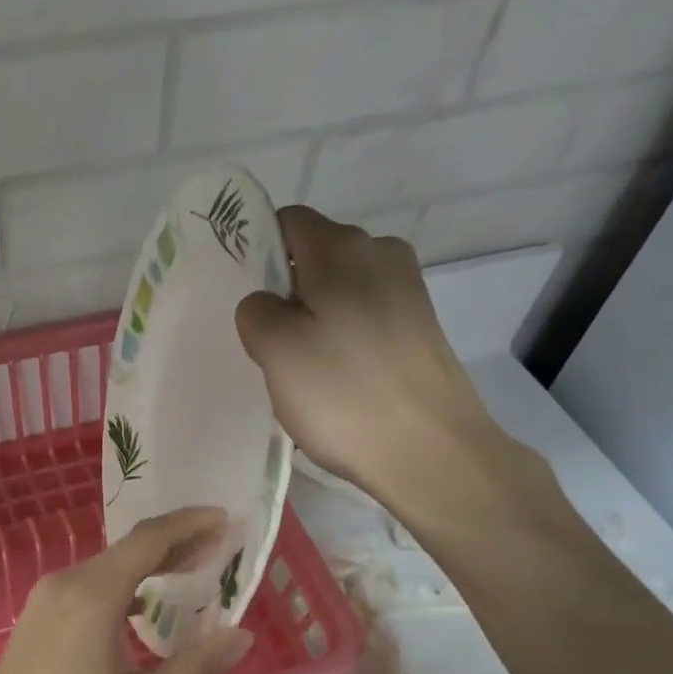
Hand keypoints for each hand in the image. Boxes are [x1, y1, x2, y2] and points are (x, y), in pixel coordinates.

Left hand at [0, 507, 253, 673]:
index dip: (189, 524)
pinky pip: (85, 586)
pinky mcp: (35, 618)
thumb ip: (197, 665)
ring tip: (189, 571)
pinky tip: (140, 606)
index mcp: (92, 595)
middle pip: (127, 549)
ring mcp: (43, 599)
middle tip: (217, 546)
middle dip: (174, 543)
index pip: (148, 540)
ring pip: (105, 566)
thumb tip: (242, 635)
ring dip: (147, 565)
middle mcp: (64, 583)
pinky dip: (120, 585)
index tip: (224, 518)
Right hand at [235, 207, 506, 517]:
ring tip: (303, 372)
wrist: (428, 450)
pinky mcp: (419, 328)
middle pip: (314, 259)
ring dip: (313, 322)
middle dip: (285, 294)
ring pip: (338, 293)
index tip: (243, 300)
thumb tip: (267, 304)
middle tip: (269, 347)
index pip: (286, 223)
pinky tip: (336, 382)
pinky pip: (363, 319)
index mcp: (343, 247)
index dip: (256, 252)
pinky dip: (342, 341)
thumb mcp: (276, 349)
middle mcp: (381, 253)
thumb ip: (255, 311)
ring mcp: (407, 291)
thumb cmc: (343, 394)